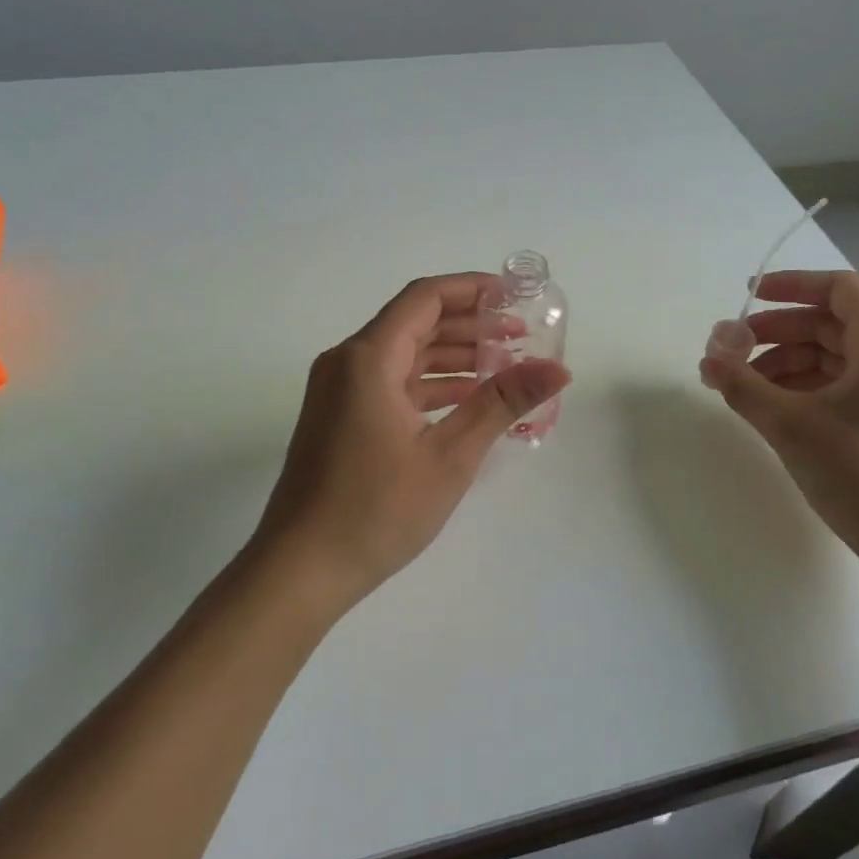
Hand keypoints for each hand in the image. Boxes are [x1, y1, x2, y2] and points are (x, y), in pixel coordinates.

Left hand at [253, 273, 571, 611]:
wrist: (300, 569)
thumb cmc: (376, 510)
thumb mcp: (449, 456)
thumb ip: (501, 403)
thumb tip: (558, 369)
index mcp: (368, 358)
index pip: (425, 298)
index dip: (472, 289)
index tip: (515, 297)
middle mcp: (348, 362)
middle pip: (415, 323)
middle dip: (470, 325)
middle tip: (521, 337)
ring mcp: (339, 391)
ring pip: (404, 354)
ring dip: (452, 356)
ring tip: (505, 367)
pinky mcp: (340, 417)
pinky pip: (391, 383)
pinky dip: (430, 384)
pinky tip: (468, 400)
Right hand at [698, 270, 858, 580]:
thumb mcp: (790, 425)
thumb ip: (743, 385)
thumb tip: (708, 359)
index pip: (841, 289)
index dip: (792, 285)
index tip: (749, 296)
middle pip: (835, 322)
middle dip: (779, 330)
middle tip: (735, 348)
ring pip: (838, 355)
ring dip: (788, 360)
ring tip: (745, 385)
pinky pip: (847, 383)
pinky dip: (808, 385)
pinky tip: (774, 406)